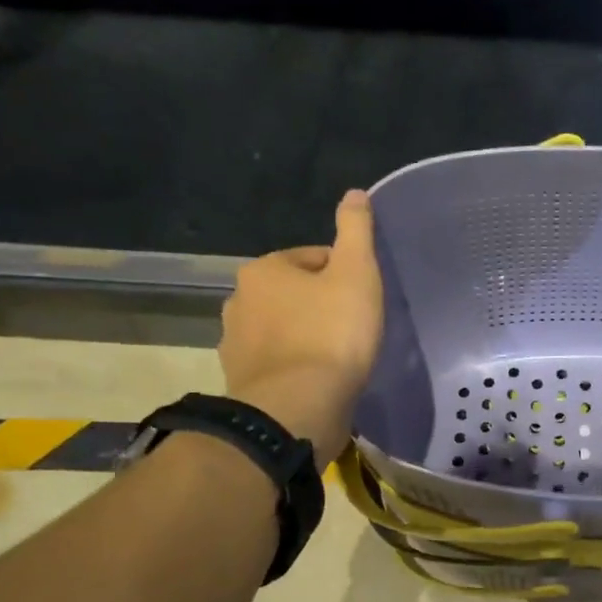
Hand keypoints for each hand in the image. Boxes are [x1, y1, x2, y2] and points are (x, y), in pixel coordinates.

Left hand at [219, 190, 383, 465]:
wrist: (297, 408)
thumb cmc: (331, 335)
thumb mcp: (356, 274)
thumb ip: (356, 230)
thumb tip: (356, 193)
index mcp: (264, 270)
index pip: (312, 259)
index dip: (344, 276)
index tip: (365, 300)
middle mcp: (240, 301)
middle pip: (294, 295)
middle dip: (320, 306)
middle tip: (355, 330)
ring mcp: (237, 344)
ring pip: (283, 330)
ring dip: (306, 338)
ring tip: (339, 359)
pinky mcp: (243, 382)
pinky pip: (278, 365)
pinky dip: (296, 368)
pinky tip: (319, 383)